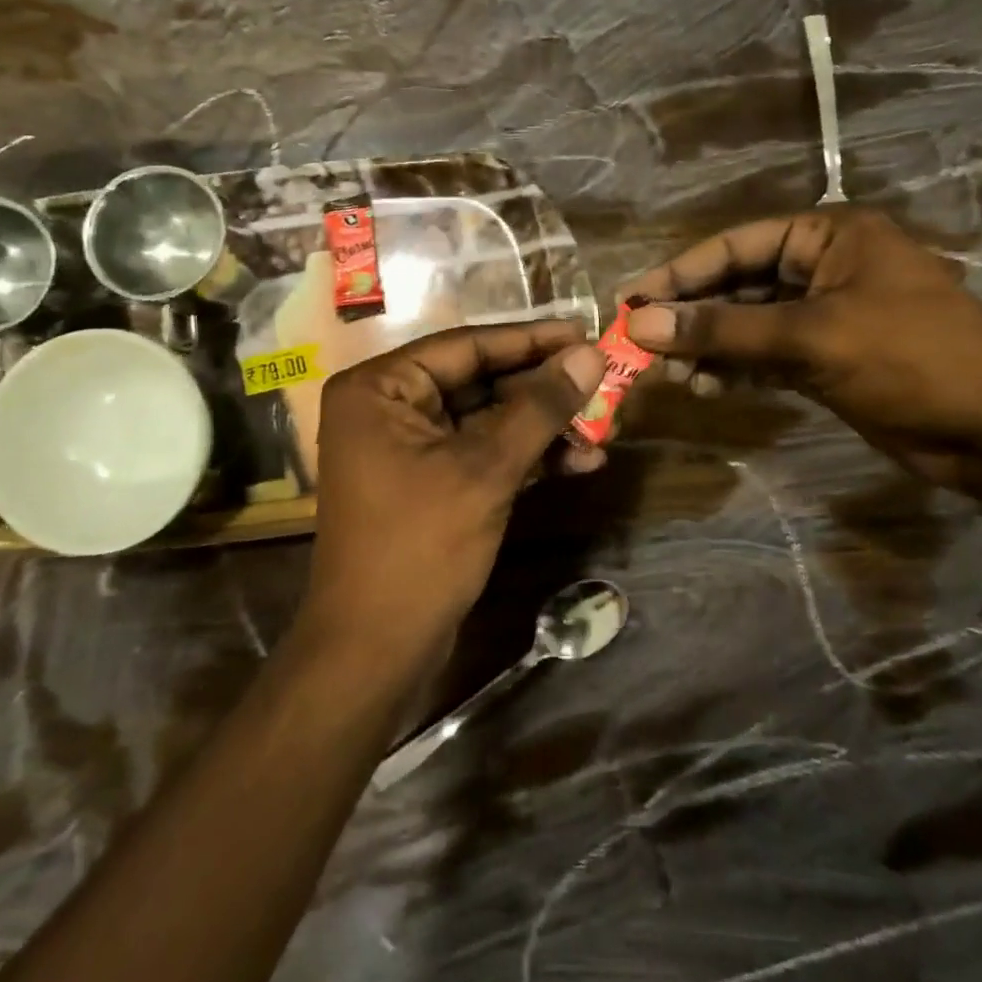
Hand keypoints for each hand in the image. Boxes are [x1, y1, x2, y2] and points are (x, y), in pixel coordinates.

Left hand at [301, 321, 603, 660]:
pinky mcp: (430, 483)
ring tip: (605, 430)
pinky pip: (483, 453)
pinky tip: (580, 463)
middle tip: (605, 383)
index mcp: (380, 388)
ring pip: (488, 420)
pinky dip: (527, 457)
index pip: (467, 346)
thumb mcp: (486, 469)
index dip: (532, 340)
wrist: (377, 650)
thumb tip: (591, 353)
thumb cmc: (420, 547)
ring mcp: (408, 448)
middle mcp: (388, 407)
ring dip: (544, 427)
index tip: (587, 332)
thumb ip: (539, 407)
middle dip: (544, 390)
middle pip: (480, 381)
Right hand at [622, 209, 981, 495]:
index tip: (629, 303)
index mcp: (827, 237)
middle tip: (640, 346)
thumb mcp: (811, 336)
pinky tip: (704, 387)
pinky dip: (734, 370)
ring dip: (707, 347)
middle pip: (736, 285)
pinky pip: (764, 356)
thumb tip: (643, 325)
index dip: (678, 275)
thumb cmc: (912, 356)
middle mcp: (821, 268)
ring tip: (670, 375)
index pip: (734, 246)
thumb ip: (724, 330)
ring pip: (746, 325)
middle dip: (690, 316)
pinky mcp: (826, 359)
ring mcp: (824, 316)